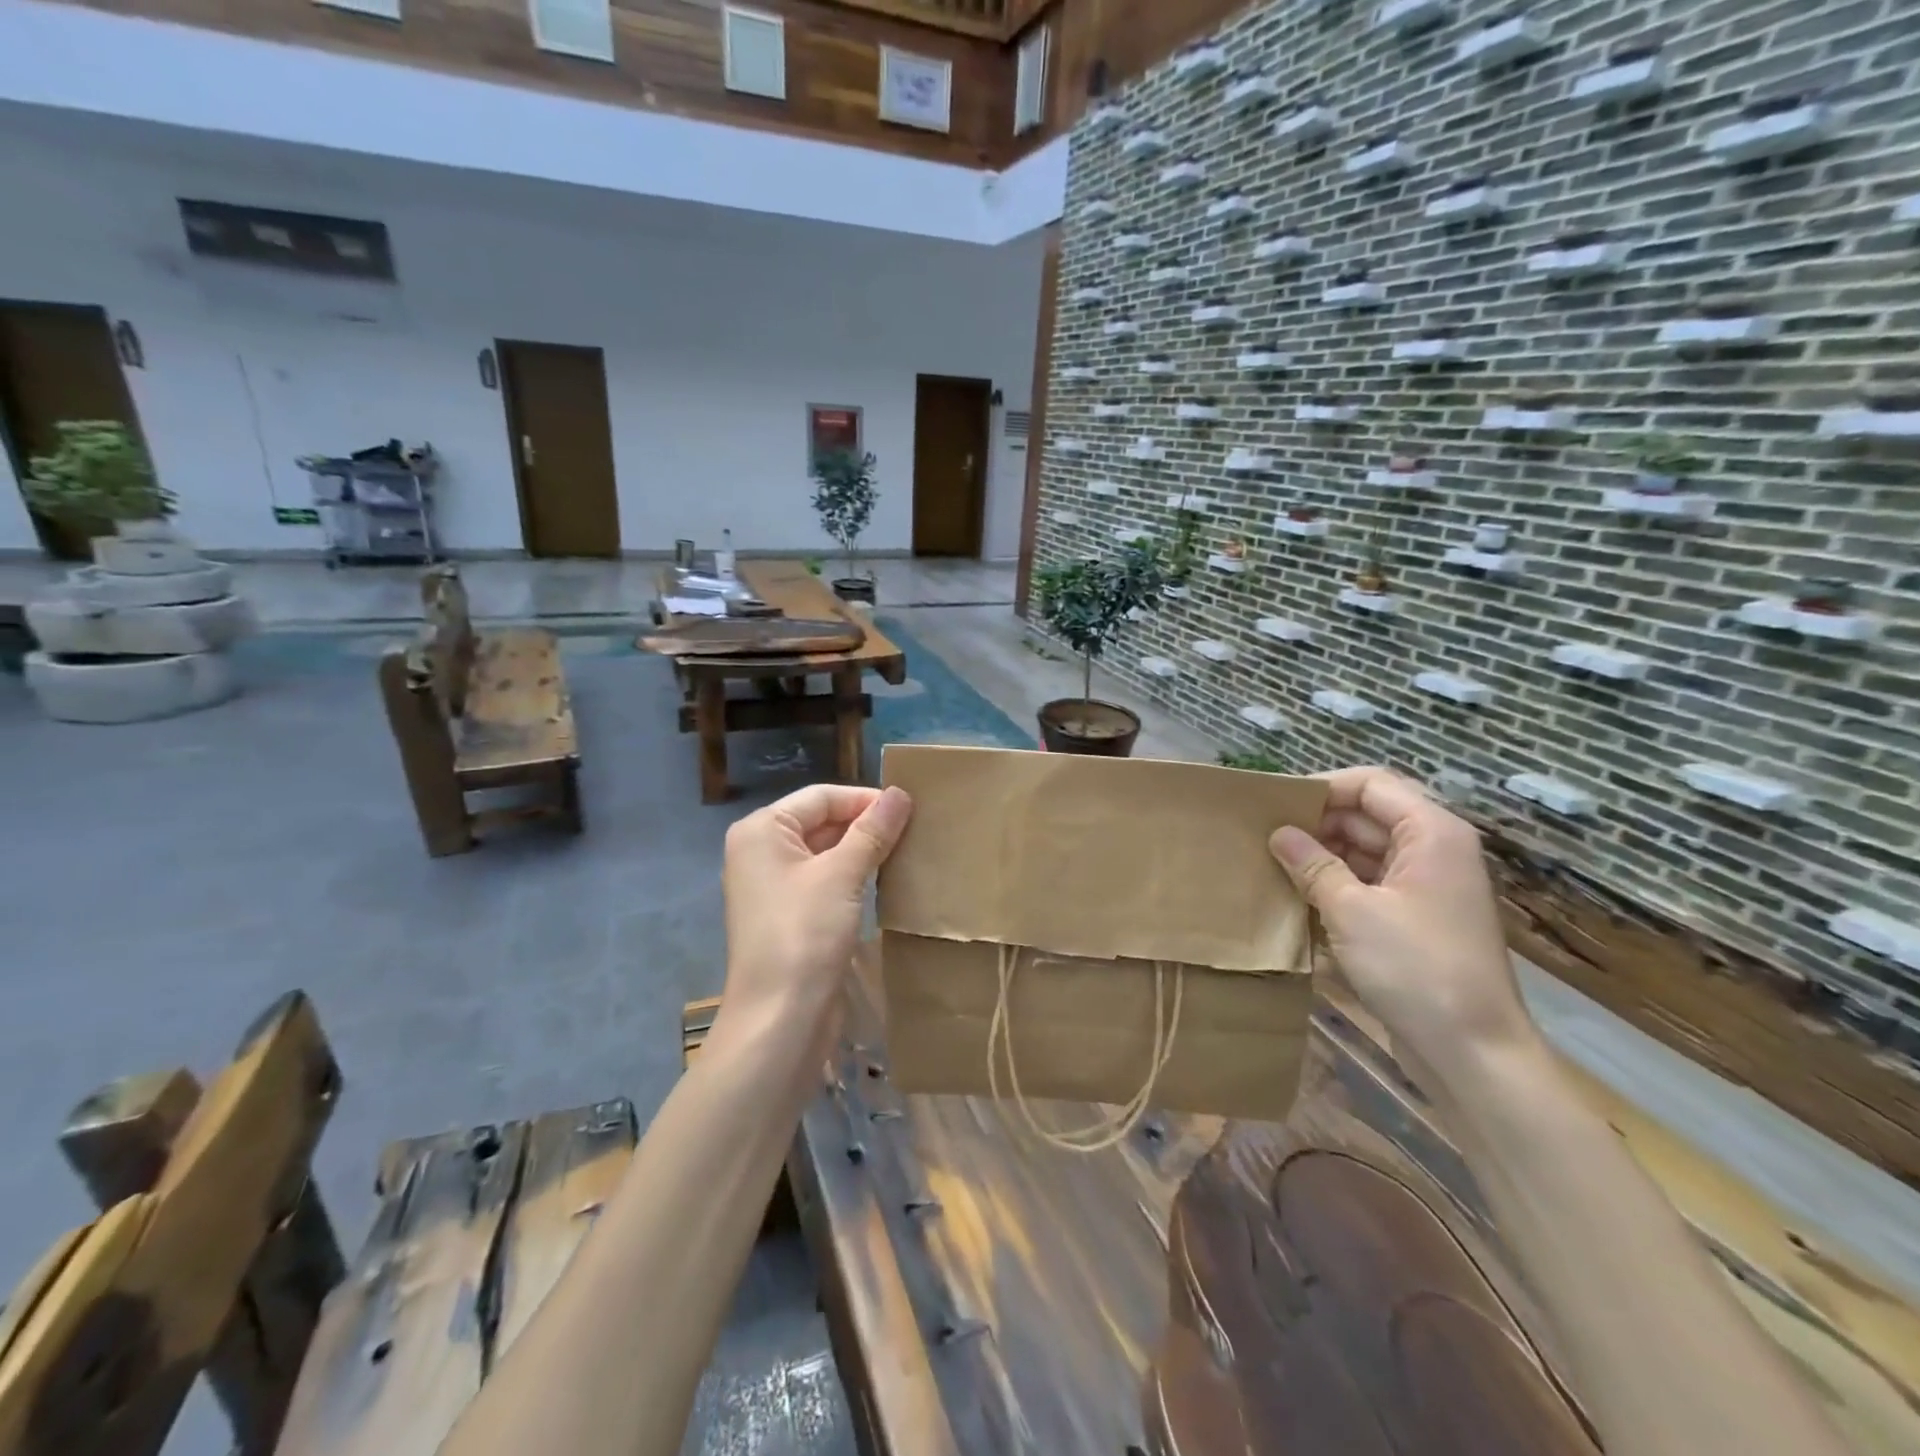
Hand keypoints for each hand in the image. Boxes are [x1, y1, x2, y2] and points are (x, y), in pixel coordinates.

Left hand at [719, 784, 912, 1036]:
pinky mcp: (790, 916)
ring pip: (826, 853)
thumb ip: (871, 831)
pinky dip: (854, 877)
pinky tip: (887, 880)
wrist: (780, 1020)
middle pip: (821, 821)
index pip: (821, 797)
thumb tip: (900, 793)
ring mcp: (774, 886)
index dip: (865, 799)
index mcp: (762, 830)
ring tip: (909, 850)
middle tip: (916, 829)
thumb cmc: (804, 934)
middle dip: (866, 824)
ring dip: (864, 851)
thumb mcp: (841, 875)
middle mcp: (762, 852)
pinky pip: (825, 881)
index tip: (911, 808)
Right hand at [1269, 767, 1539, 1085]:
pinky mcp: (1415, 919)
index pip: (1370, 784)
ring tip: (1270, 861)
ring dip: (1322, 855)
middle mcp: (1432, 851)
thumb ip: (1312, 865)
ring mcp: (1425, 887)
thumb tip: (1278, 834)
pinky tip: (1296, 894)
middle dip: (1316, 822)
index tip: (1274, 804)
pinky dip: (1336, 884)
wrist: (1473, 1053)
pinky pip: (1369, 883)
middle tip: (1262, 834)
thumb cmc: (1416, 969)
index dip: (1322, 787)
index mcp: (1431, 833)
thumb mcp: (1352, 911)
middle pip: (1367, 815)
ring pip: (1364, 851)